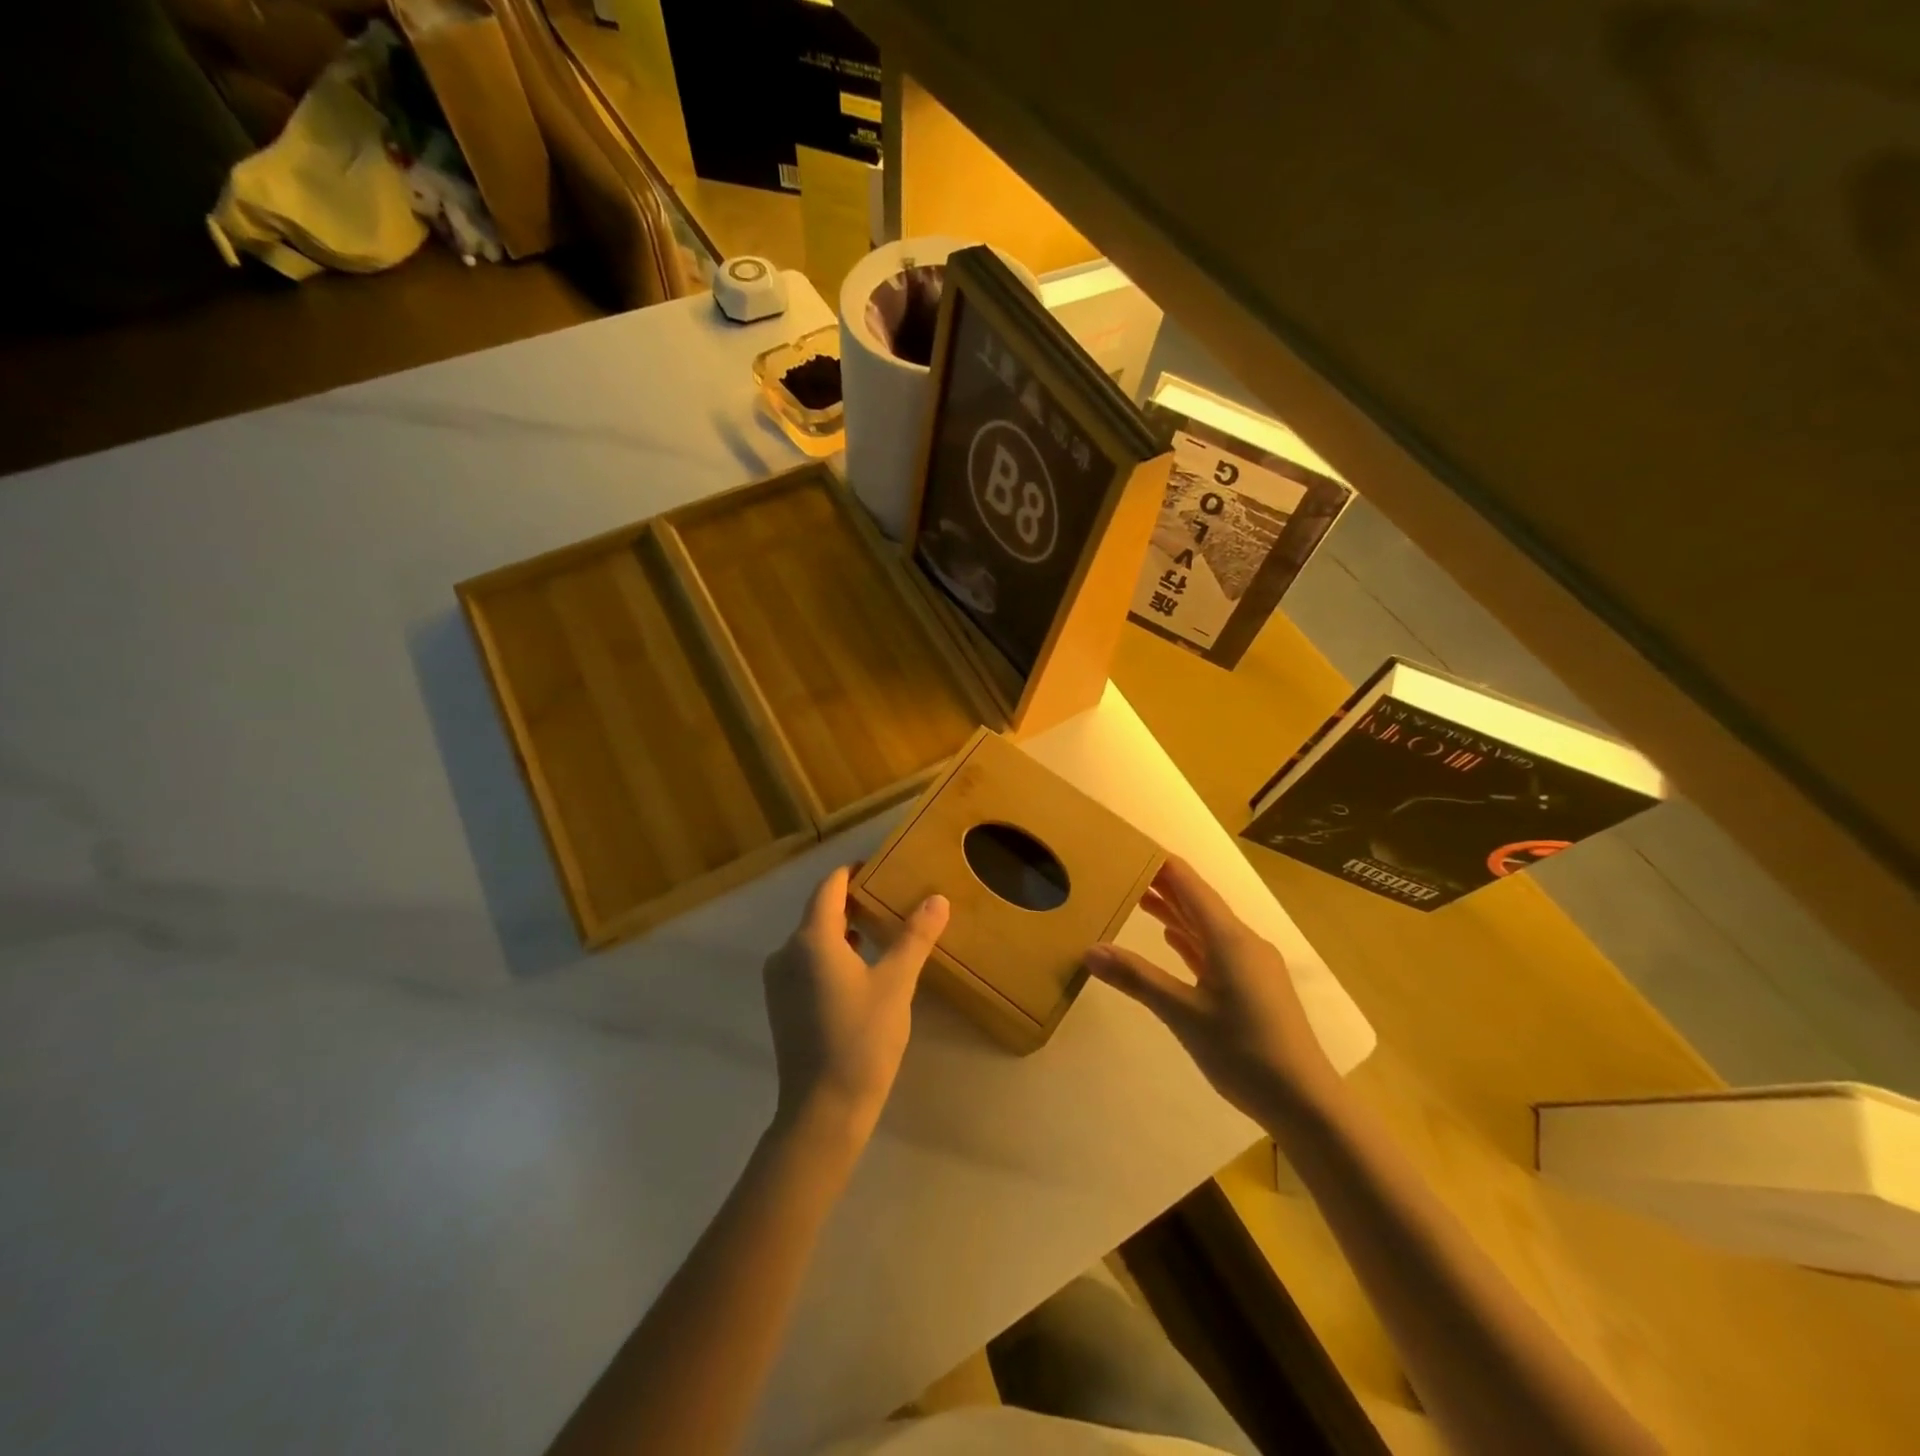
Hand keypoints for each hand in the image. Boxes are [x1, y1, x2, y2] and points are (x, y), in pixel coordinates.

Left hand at [762, 866, 949, 1145]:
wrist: (823, 1110)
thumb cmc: (862, 1039)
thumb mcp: (896, 984)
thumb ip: (914, 937)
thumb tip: (937, 899)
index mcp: (811, 939)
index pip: (829, 887)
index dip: (852, 872)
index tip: (879, 867)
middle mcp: (786, 953)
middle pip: (819, 912)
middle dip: (852, 901)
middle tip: (889, 899)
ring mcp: (779, 981)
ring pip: (812, 940)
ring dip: (843, 930)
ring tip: (879, 931)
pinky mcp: (781, 1006)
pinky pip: (806, 963)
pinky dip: (831, 955)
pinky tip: (859, 970)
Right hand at [1085, 856, 1335, 1120]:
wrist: (1304, 1102)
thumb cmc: (1243, 1051)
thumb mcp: (1182, 1014)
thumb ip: (1136, 978)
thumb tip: (1089, 950)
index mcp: (1228, 938)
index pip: (1189, 883)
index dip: (1159, 862)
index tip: (1127, 847)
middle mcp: (1242, 942)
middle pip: (1197, 901)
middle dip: (1162, 884)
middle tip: (1121, 869)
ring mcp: (1250, 965)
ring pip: (1206, 926)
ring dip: (1175, 911)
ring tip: (1138, 898)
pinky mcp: (1253, 986)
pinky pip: (1215, 949)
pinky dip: (1190, 940)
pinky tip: (1172, 938)